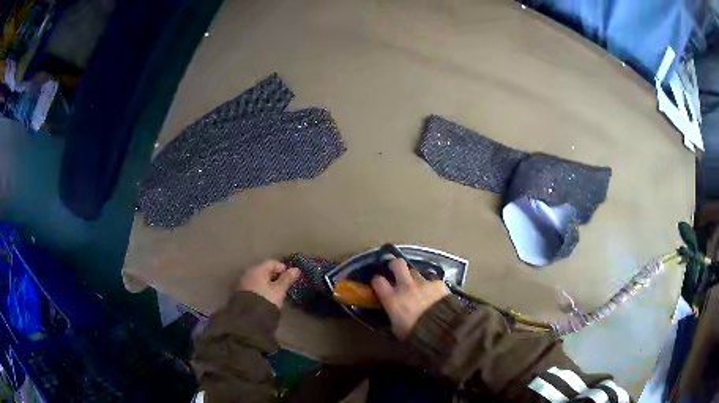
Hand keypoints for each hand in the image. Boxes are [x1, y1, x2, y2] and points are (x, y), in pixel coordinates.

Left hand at [236, 260, 299, 307]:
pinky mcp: (238, 293)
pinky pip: (251, 286)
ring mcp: (241, 282)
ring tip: (273, 291)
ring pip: (256, 279)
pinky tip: (263, 296)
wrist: (248, 318)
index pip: (271, 262)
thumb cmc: (266, 300)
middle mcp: (247, 273)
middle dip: (272, 275)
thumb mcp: (279, 290)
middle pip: (262, 270)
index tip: (290, 276)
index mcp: (258, 269)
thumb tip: (296, 269)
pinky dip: (258, 289)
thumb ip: (287, 279)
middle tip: (282, 284)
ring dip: (264, 283)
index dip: (282, 268)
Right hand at [371, 258, 449, 338]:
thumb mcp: (397, 329)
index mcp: (392, 299)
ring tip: (416, 285)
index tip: (378, 282)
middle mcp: (406, 287)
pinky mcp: (438, 283)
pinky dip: (431, 285)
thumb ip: (393, 317)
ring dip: (413, 277)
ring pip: (414, 271)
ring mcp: (423, 283)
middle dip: (394, 264)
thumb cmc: (415, 333)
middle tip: (394, 268)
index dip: (377, 280)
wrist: (441, 328)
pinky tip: (434, 293)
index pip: (378, 281)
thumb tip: (392, 314)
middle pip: (397, 264)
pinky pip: (431, 280)